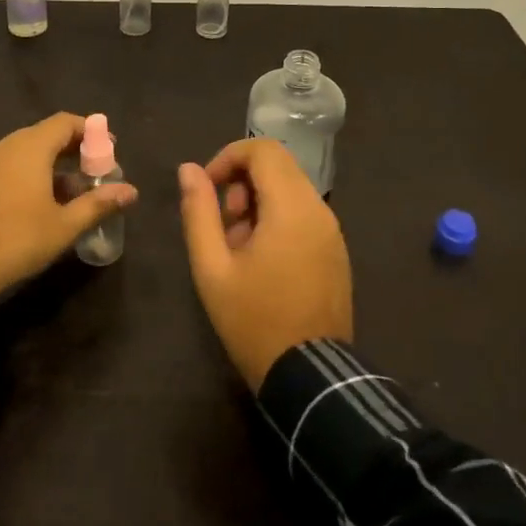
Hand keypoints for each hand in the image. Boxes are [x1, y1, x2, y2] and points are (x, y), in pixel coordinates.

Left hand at [0, 113, 137, 310]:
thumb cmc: (16, 242)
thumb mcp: (64, 226)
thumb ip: (99, 204)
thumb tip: (131, 191)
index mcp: (29, 148)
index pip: (65, 122)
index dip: (90, 131)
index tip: (109, 148)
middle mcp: (5, 146)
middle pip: (45, 134)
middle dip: (73, 149)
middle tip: (95, 171)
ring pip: (26, 151)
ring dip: (52, 164)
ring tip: (73, 190)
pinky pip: (9, 166)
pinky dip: (30, 174)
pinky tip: (41, 202)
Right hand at [176, 139, 353, 390]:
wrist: (309, 376)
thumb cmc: (253, 320)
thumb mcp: (212, 267)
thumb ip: (198, 211)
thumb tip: (189, 169)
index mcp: (291, 207)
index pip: (263, 149)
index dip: (228, 157)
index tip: (207, 189)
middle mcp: (319, 209)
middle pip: (278, 166)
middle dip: (242, 182)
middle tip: (223, 224)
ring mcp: (332, 231)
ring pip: (291, 189)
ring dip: (259, 202)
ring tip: (238, 247)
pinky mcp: (336, 250)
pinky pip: (304, 214)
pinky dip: (278, 219)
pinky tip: (262, 261)